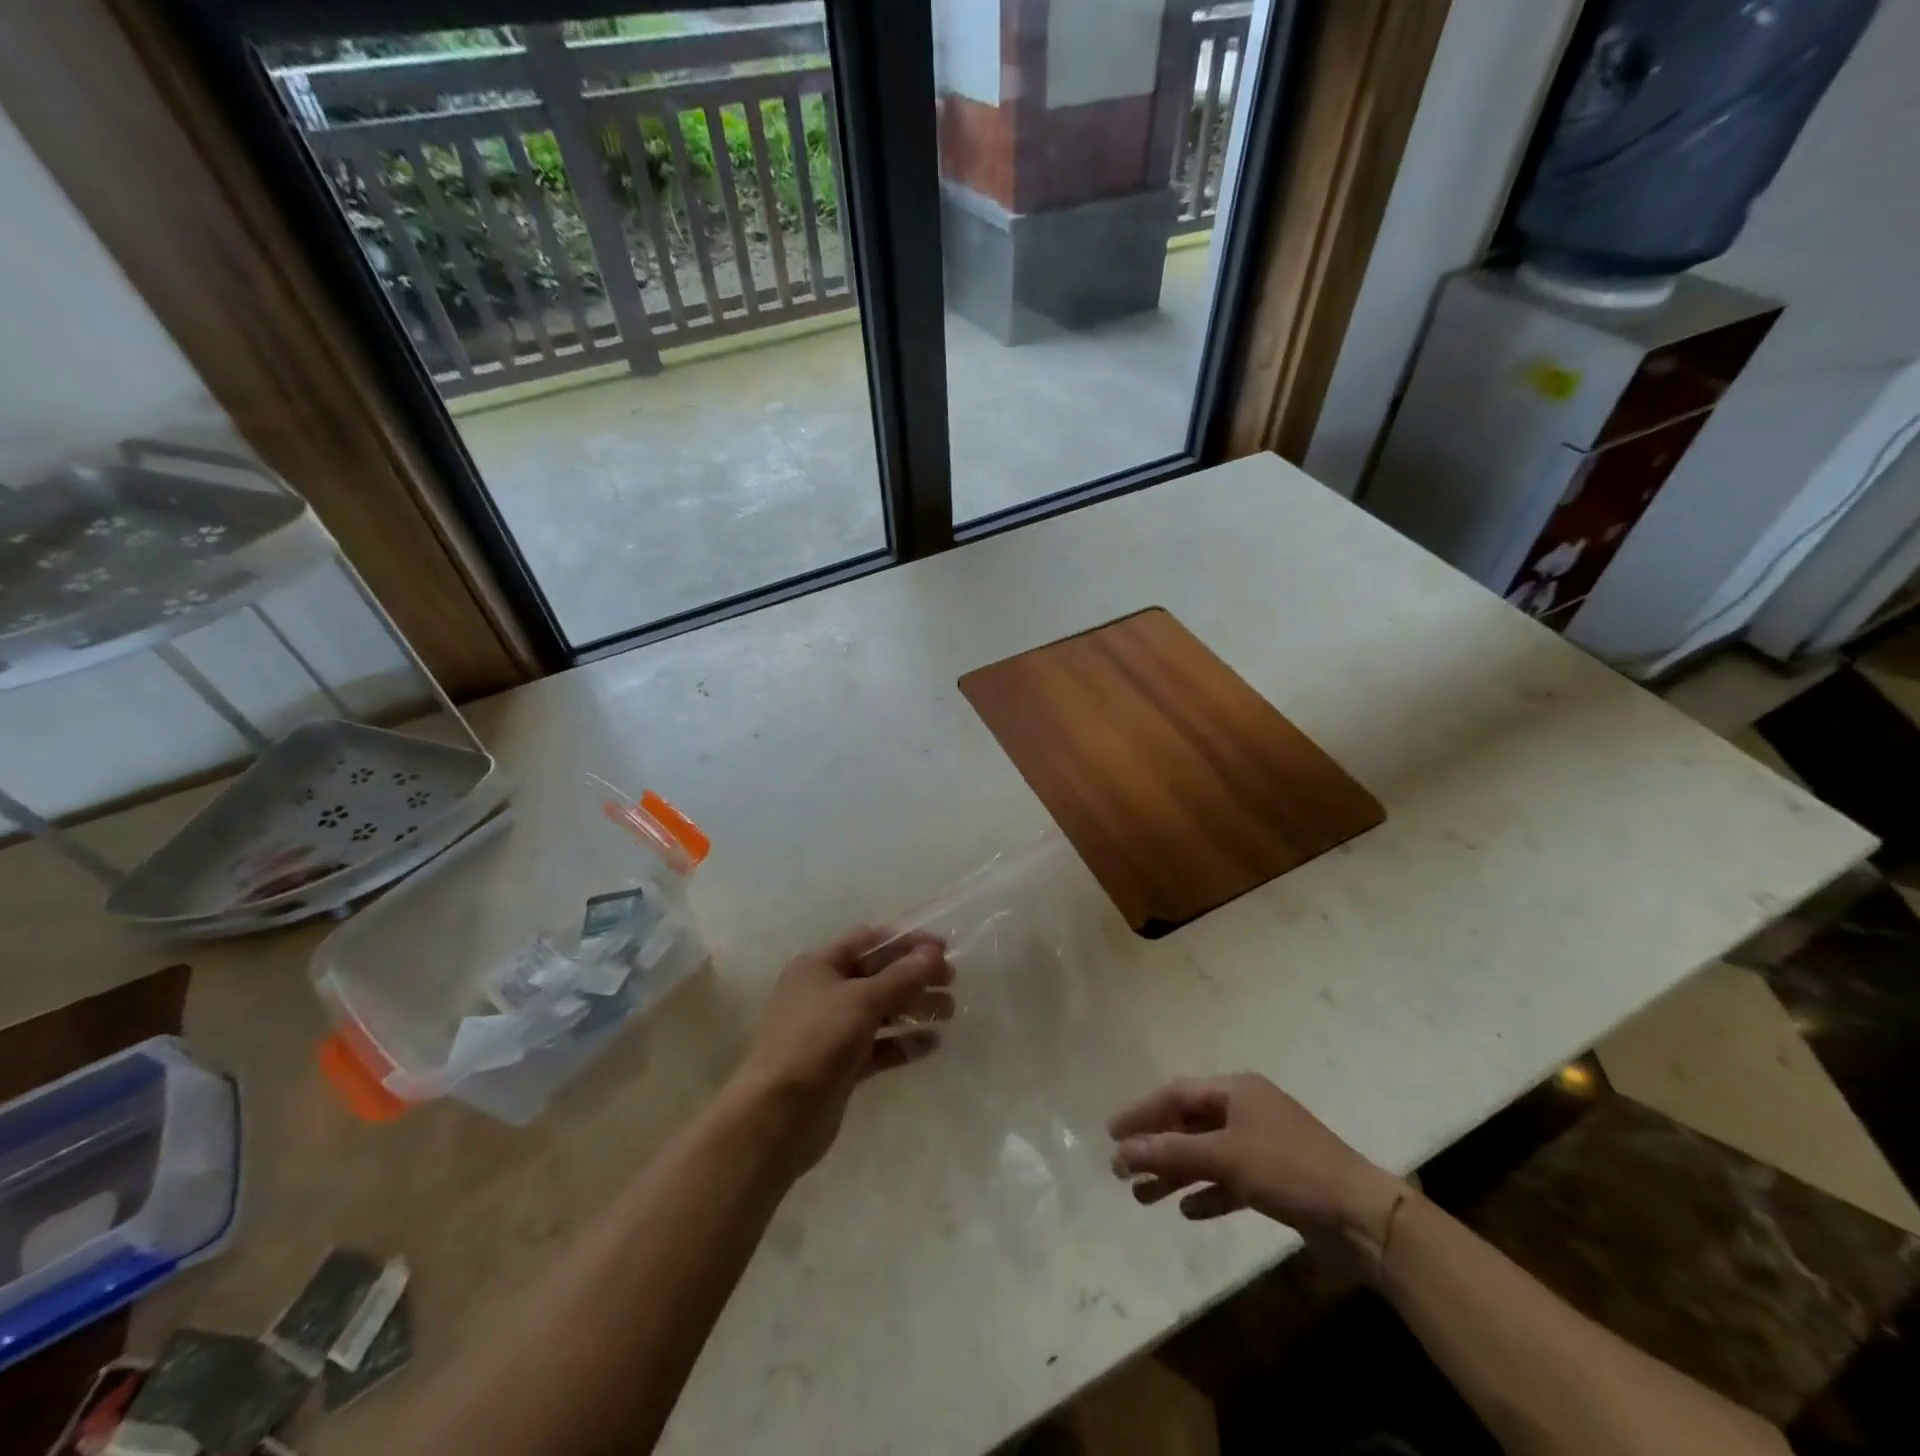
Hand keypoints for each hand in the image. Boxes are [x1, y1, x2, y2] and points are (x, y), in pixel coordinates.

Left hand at [731, 925, 953, 1175]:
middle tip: (951, 982)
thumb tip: (934, 952)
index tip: (943, 949)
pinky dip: (903, 1043)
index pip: (869, 941)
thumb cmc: (816, 1041)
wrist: (777, 1116)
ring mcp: (832, 1031)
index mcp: (819, 966)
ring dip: (914, 1008)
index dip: (906, 942)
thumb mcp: (862, 1001)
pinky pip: (878, 1047)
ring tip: (949, 1012)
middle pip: (877, 976)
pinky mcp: (841, 1066)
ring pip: (881, 1012)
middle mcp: (824, 993)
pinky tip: (931, 1044)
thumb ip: (902, 976)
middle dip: (915, 976)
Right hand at [1108, 1074, 1406, 1264]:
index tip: (1111, 1133)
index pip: (1176, 1094)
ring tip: (1143, 1196)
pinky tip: (1187, 1210)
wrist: (1363, 1218)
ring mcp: (1262, 1145)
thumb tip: (1123, 1150)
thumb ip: (1173, 1153)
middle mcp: (1247, 1111)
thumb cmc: (1290, 1170)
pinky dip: (1208, 1192)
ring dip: (1176, 1173)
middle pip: (1189, 1124)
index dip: (1142, 1112)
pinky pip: (1229, 1181)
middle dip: (1156, 1146)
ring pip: (1206, 1154)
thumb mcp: (1227, 1158)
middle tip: (1122, 1169)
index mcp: (1237, 1090)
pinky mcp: (1275, 1179)